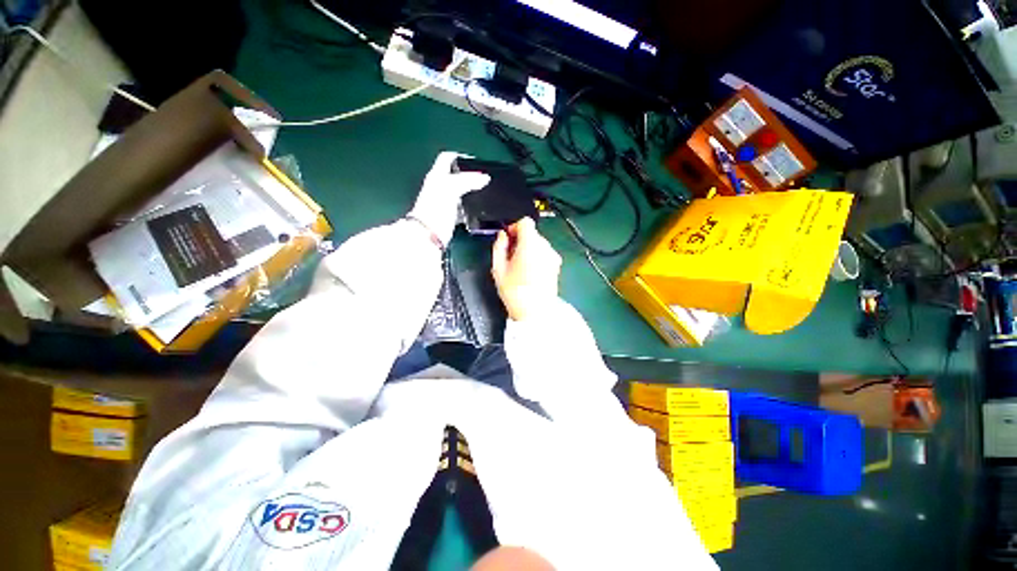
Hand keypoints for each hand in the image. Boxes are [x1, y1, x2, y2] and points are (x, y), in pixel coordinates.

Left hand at [408, 151, 490, 246]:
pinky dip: (470, 207)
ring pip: (460, 192)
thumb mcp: (452, 188)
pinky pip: (463, 208)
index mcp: (436, 176)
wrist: (429, 234)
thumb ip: (468, 181)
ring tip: (485, 192)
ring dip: (471, 192)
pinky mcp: (450, 216)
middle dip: (469, 175)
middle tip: (484, 178)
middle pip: (455, 175)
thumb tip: (485, 178)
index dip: (460, 157)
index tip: (475, 162)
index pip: (447, 158)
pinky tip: (478, 209)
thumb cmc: (436, 207)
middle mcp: (440, 187)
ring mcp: (445, 202)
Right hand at [491, 218, 561, 320]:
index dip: (514, 227)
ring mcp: (553, 257)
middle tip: (510, 256)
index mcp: (530, 244)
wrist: (536, 312)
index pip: (525, 222)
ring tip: (520, 267)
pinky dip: (537, 257)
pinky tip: (530, 273)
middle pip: (532, 234)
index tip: (508, 239)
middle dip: (521, 240)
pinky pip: (545, 254)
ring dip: (529, 249)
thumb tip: (502, 236)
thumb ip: (499, 247)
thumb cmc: (514, 291)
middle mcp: (545, 247)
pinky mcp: (557, 266)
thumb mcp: (498, 269)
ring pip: (539, 244)